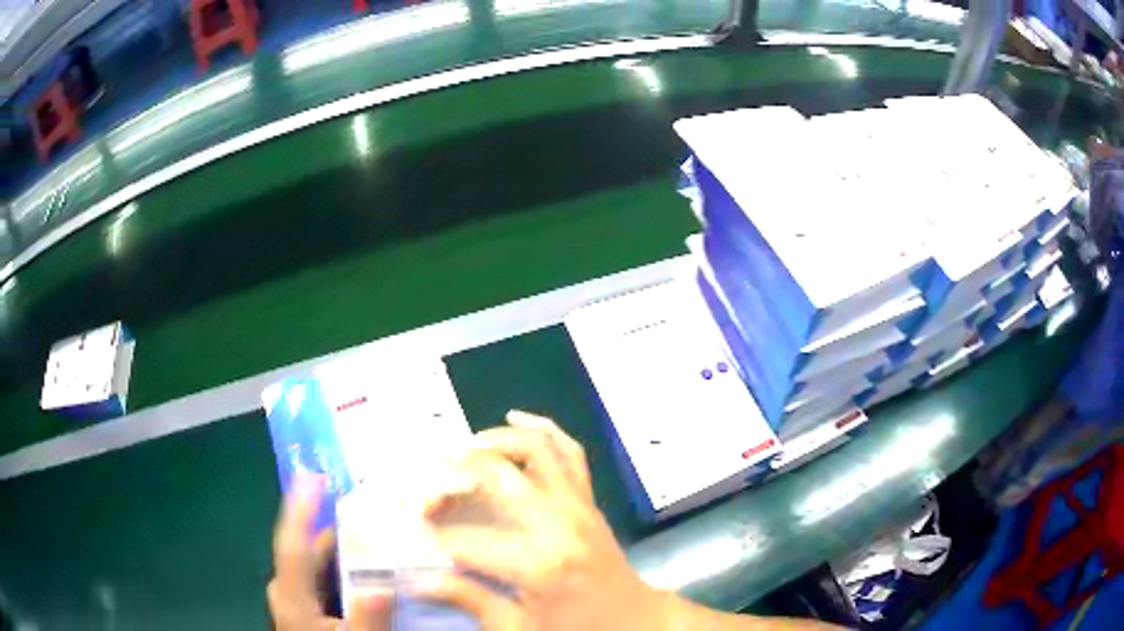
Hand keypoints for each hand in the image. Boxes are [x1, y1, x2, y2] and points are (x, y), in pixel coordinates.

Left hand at [269, 474, 392, 630]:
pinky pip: (319, 579)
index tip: (313, 474)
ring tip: (374, 538)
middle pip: (308, 550)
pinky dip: (340, 569)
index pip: (292, 543)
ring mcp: (293, 600)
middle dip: (336, 529)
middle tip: (370, 512)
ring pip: (315, 565)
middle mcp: (286, 591)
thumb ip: (367, 619)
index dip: (300, 507)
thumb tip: (382, 584)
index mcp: (292, 598)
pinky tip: (366, 573)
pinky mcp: (302, 608)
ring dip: (341, 550)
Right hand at [418, 411, 674, 630]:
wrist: (635, 619)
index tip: (412, 531)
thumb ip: (470, 600)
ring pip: (535, 448)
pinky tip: (515, 417)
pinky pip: (570, 451)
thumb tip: (421, 579)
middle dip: (452, 476)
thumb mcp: (520, 628)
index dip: (432, 535)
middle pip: (495, 476)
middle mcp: (558, 521)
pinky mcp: (589, 498)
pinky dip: (543, 427)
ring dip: (494, 440)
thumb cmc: (577, 629)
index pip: (466, 539)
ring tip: (461, 450)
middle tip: (428, 486)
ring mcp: (578, 503)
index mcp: (538, 563)